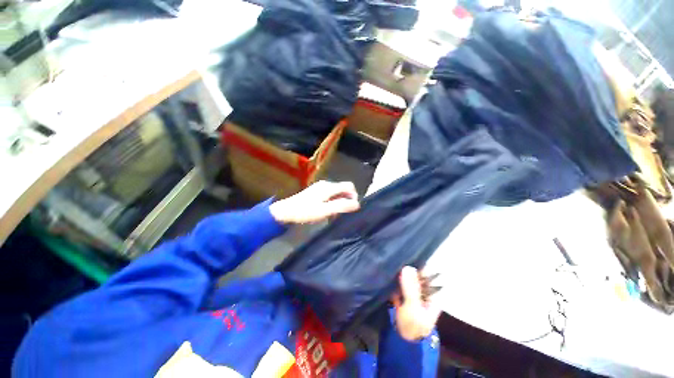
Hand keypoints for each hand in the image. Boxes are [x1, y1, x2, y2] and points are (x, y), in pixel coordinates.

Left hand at [269, 181, 359, 223]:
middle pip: (343, 189)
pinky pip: (330, 195)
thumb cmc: (305, 211)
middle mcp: (326, 184)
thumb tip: (357, 204)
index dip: (354, 196)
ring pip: (337, 193)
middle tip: (343, 214)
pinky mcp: (316, 192)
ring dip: (339, 202)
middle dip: (346, 200)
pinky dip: (333, 202)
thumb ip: (341, 206)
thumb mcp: (325, 210)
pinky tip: (328, 212)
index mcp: (329, 187)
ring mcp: (320, 187)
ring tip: (335, 215)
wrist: (286, 211)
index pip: (349, 186)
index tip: (352, 209)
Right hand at [391, 266, 441, 341]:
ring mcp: (414, 294)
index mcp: (433, 294)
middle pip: (416, 275)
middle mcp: (425, 292)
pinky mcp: (403, 296)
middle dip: (406, 269)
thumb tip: (408, 267)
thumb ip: (411, 288)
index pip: (427, 274)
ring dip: (400, 274)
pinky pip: (400, 283)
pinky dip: (395, 280)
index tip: (405, 257)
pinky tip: (388, 276)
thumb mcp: (413, 308)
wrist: (401, 341)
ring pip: (407, 278)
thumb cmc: (412, 326)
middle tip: (395, 261)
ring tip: (391, 266)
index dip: (417, 265)